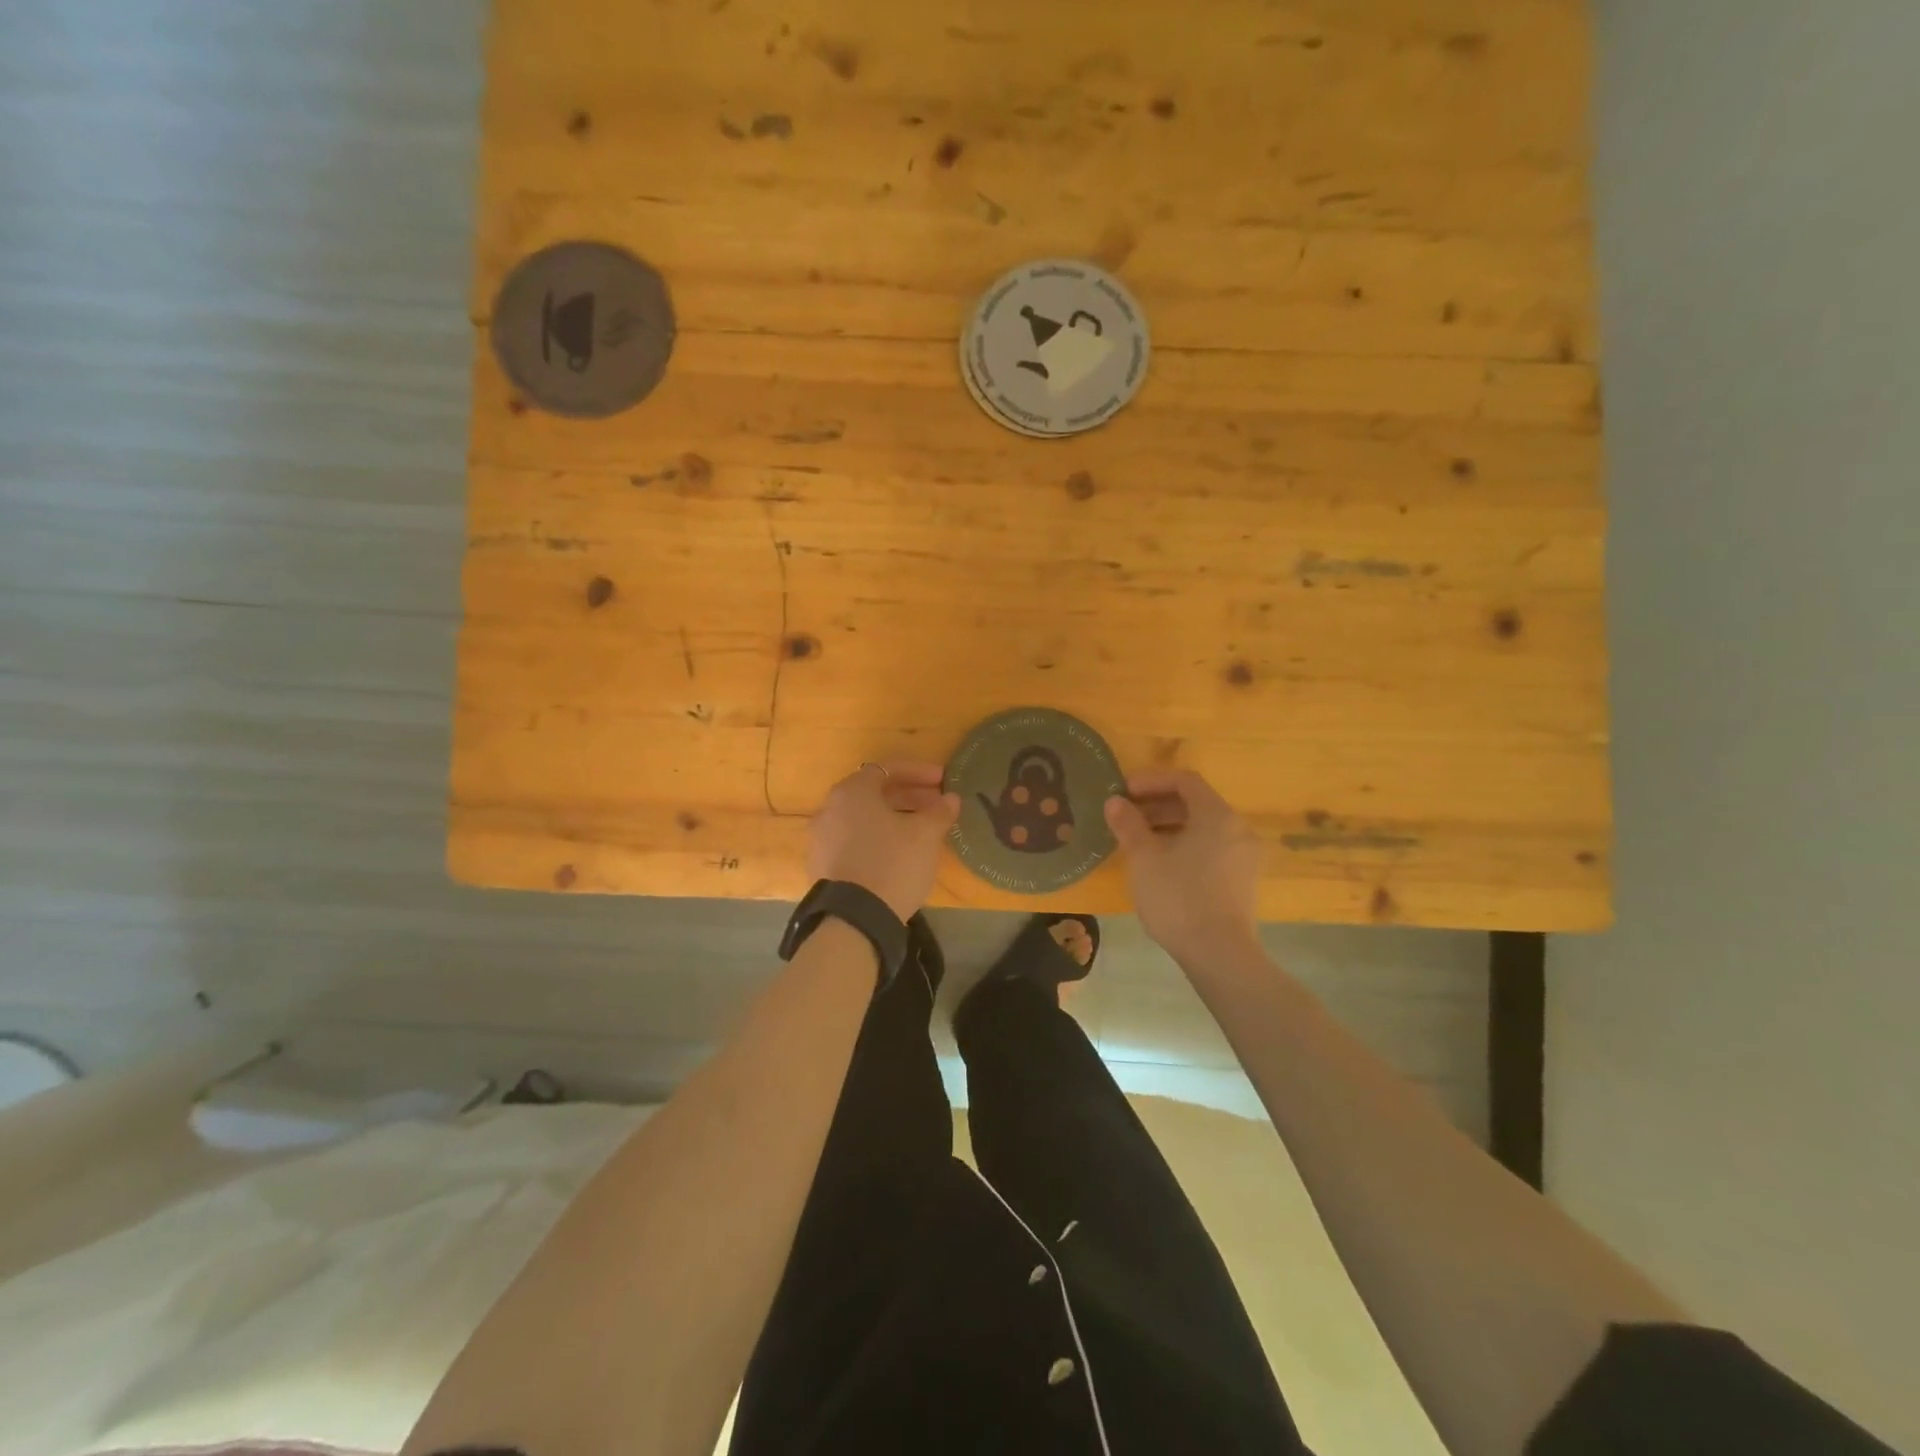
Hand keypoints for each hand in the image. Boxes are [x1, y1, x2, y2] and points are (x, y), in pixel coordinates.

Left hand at [808, 761, 960, 921]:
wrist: (854, 920)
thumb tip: (950, 798)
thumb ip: (939, 811)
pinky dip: (877, 839)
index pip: (887, 769)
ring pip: (863, 819)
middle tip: (935, 805)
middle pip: (873, 793)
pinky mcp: (822, 866)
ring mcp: (821, 839)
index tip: (942, 781)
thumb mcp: (925, 835)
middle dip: (908, 796)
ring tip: (921, 831)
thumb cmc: (892, 863)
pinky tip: (899, 855)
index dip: (918, 773)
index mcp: (852, 792)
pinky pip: (854, 841)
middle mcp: (830, 809)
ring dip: (893, 819)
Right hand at [1105, 771, 1261, 963]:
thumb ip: (1129, 824)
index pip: (1185, 780)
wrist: (1219, 954)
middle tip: (1126, 815)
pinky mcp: (1242, 881)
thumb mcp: (1144, 858)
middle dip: (1157, 804)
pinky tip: (1160, 864)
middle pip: (1196, 803)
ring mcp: (1243, 856)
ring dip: (1169, 826)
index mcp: (1217, 815)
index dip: (1151, 781)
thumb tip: (1115, 802)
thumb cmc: (1178, 897)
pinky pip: (1211, 848)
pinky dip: (1185, 845)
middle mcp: (1237, 829)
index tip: (1123, 791)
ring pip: (1203, 828)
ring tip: (1138, 840)